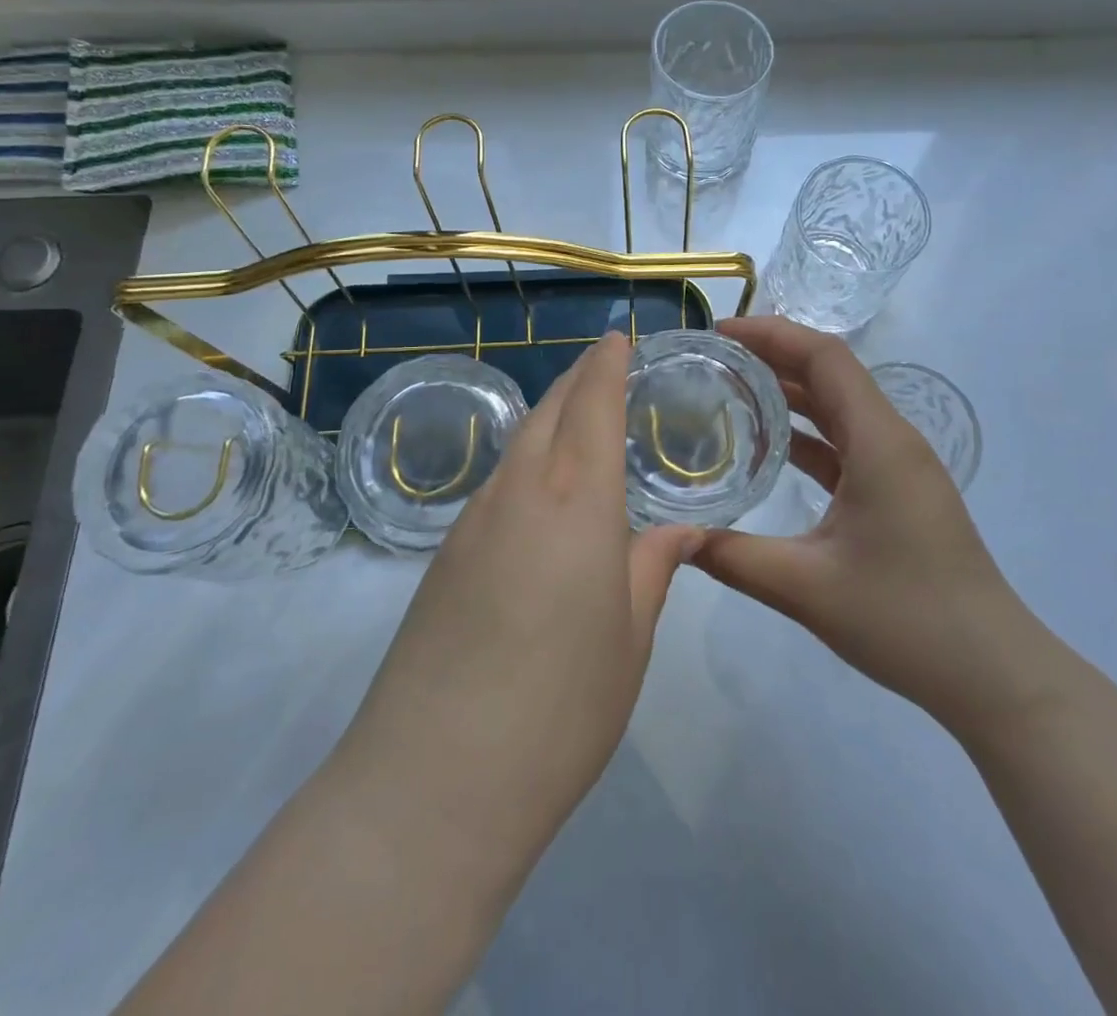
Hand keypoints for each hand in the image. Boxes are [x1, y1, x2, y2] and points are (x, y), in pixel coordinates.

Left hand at [332, 331, 702, 884]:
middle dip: (578, 379)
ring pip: (518, 444)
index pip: (593, 406)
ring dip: (548, 419)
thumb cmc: (561, 708)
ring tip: (577, 422)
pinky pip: (496, 484)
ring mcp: (473, 521)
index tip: (617, 337)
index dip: (607, 364)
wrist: (434, 779)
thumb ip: (654, 569)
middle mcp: (521, 492)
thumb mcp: (630, 639)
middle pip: (549, 411)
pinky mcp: (443, 555)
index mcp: (579, 503)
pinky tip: (539, 496)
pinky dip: (525, 464)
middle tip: (603, 366)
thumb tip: (682, 530)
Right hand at [695, 316, 1043, 737]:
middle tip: (712, 358)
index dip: (771, 333)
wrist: (991, 673)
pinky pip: (845, 443)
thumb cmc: (905, 619)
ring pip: (838, 408)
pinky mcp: (897, 492)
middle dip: (773, 356)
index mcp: (879, 442)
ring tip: (729, 388)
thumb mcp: (806, 588)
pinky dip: (806, 434)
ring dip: (789, 392)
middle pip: (830, 374)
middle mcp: (892, 440)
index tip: (718, 332)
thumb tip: (673, 539)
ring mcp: (898, 466)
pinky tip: (768, 447)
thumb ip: (732, 557)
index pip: (824, 357)